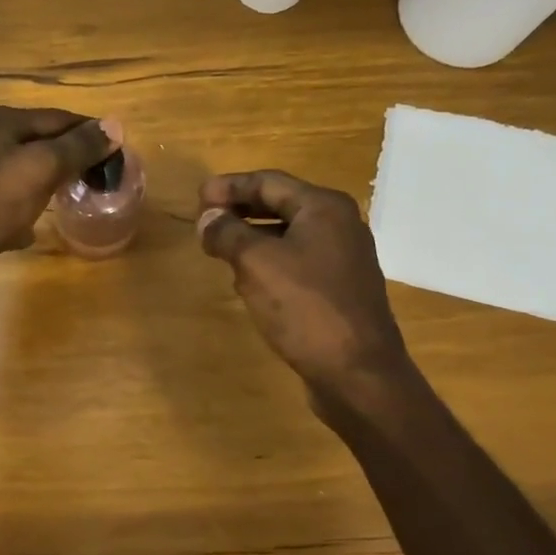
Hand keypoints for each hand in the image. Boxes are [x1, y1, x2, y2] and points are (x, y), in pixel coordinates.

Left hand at [0, 105, 119, 306]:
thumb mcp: (42, 167)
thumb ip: (78, 146)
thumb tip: (116, 125)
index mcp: (0, 120)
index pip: (59, 118)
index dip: (92, 134)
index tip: (119, 155)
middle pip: (41, 143)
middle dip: (71, 160)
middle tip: (100, 181)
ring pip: (24, 173)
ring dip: (49, 184)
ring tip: (73, 200)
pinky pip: (7, 203)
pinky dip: (24, 211)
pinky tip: (32, 230)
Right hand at [196, 170, 412, 401]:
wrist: (357, 373)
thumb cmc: (305, 308)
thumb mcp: (256, 264)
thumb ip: (227, 233)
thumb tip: (206, 217)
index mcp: (324, 207)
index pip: (268, 181)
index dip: (229, 186)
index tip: (197, 197)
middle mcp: (339, 225)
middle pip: (280, 204)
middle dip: (239, 211)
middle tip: (205, 221)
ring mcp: (342, 258)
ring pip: (287, 235)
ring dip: (251, 238)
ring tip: (218, 249)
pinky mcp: (339, 289)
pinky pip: (296, 262)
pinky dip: (268, 263)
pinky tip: (247, 282)